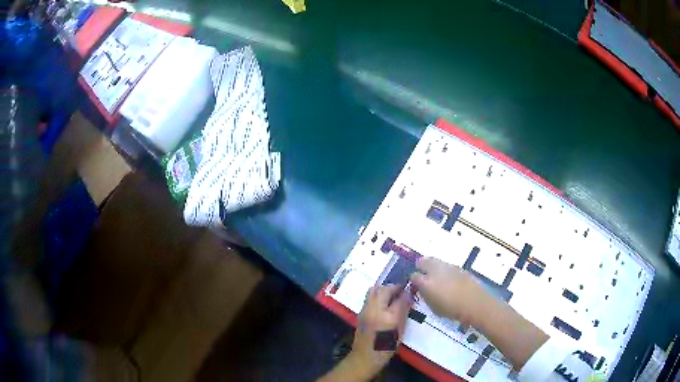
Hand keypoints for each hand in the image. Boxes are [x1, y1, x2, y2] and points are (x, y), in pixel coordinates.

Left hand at [350, 285, 411, 375]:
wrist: (365, 357)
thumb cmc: (386, 347)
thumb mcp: (400, 330)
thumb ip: (404, 311)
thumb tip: (408, 296)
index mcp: (385, 315)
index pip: (397, 296)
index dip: (404, 291)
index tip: (410, 289)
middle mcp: (372, 309)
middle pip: (381, 289)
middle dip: (392, 288)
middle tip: (401, 293)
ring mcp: (364, 311)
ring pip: (373, 292)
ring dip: (383, 291)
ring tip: (393, 298)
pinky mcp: (360, 314)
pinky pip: (369, 299)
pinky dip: (378, 297)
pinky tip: (385, 305)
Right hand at [410, 257, 490, 325]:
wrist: (474, 303)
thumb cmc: (451, 310)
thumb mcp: (433, 307)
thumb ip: (425, 296)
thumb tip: (422, 289)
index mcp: (426, 282)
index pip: (413, 276)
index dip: (413, 280)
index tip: (415, 285)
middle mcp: (435, 270)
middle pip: (423, 261)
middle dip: (420, 267)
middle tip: (422, 275)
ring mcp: (448, 267)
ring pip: (435, 261)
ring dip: (432, 267)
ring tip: (435, 277)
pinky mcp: (458, 267)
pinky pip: (446, 266)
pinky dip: (444, 270)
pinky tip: (448, 279)